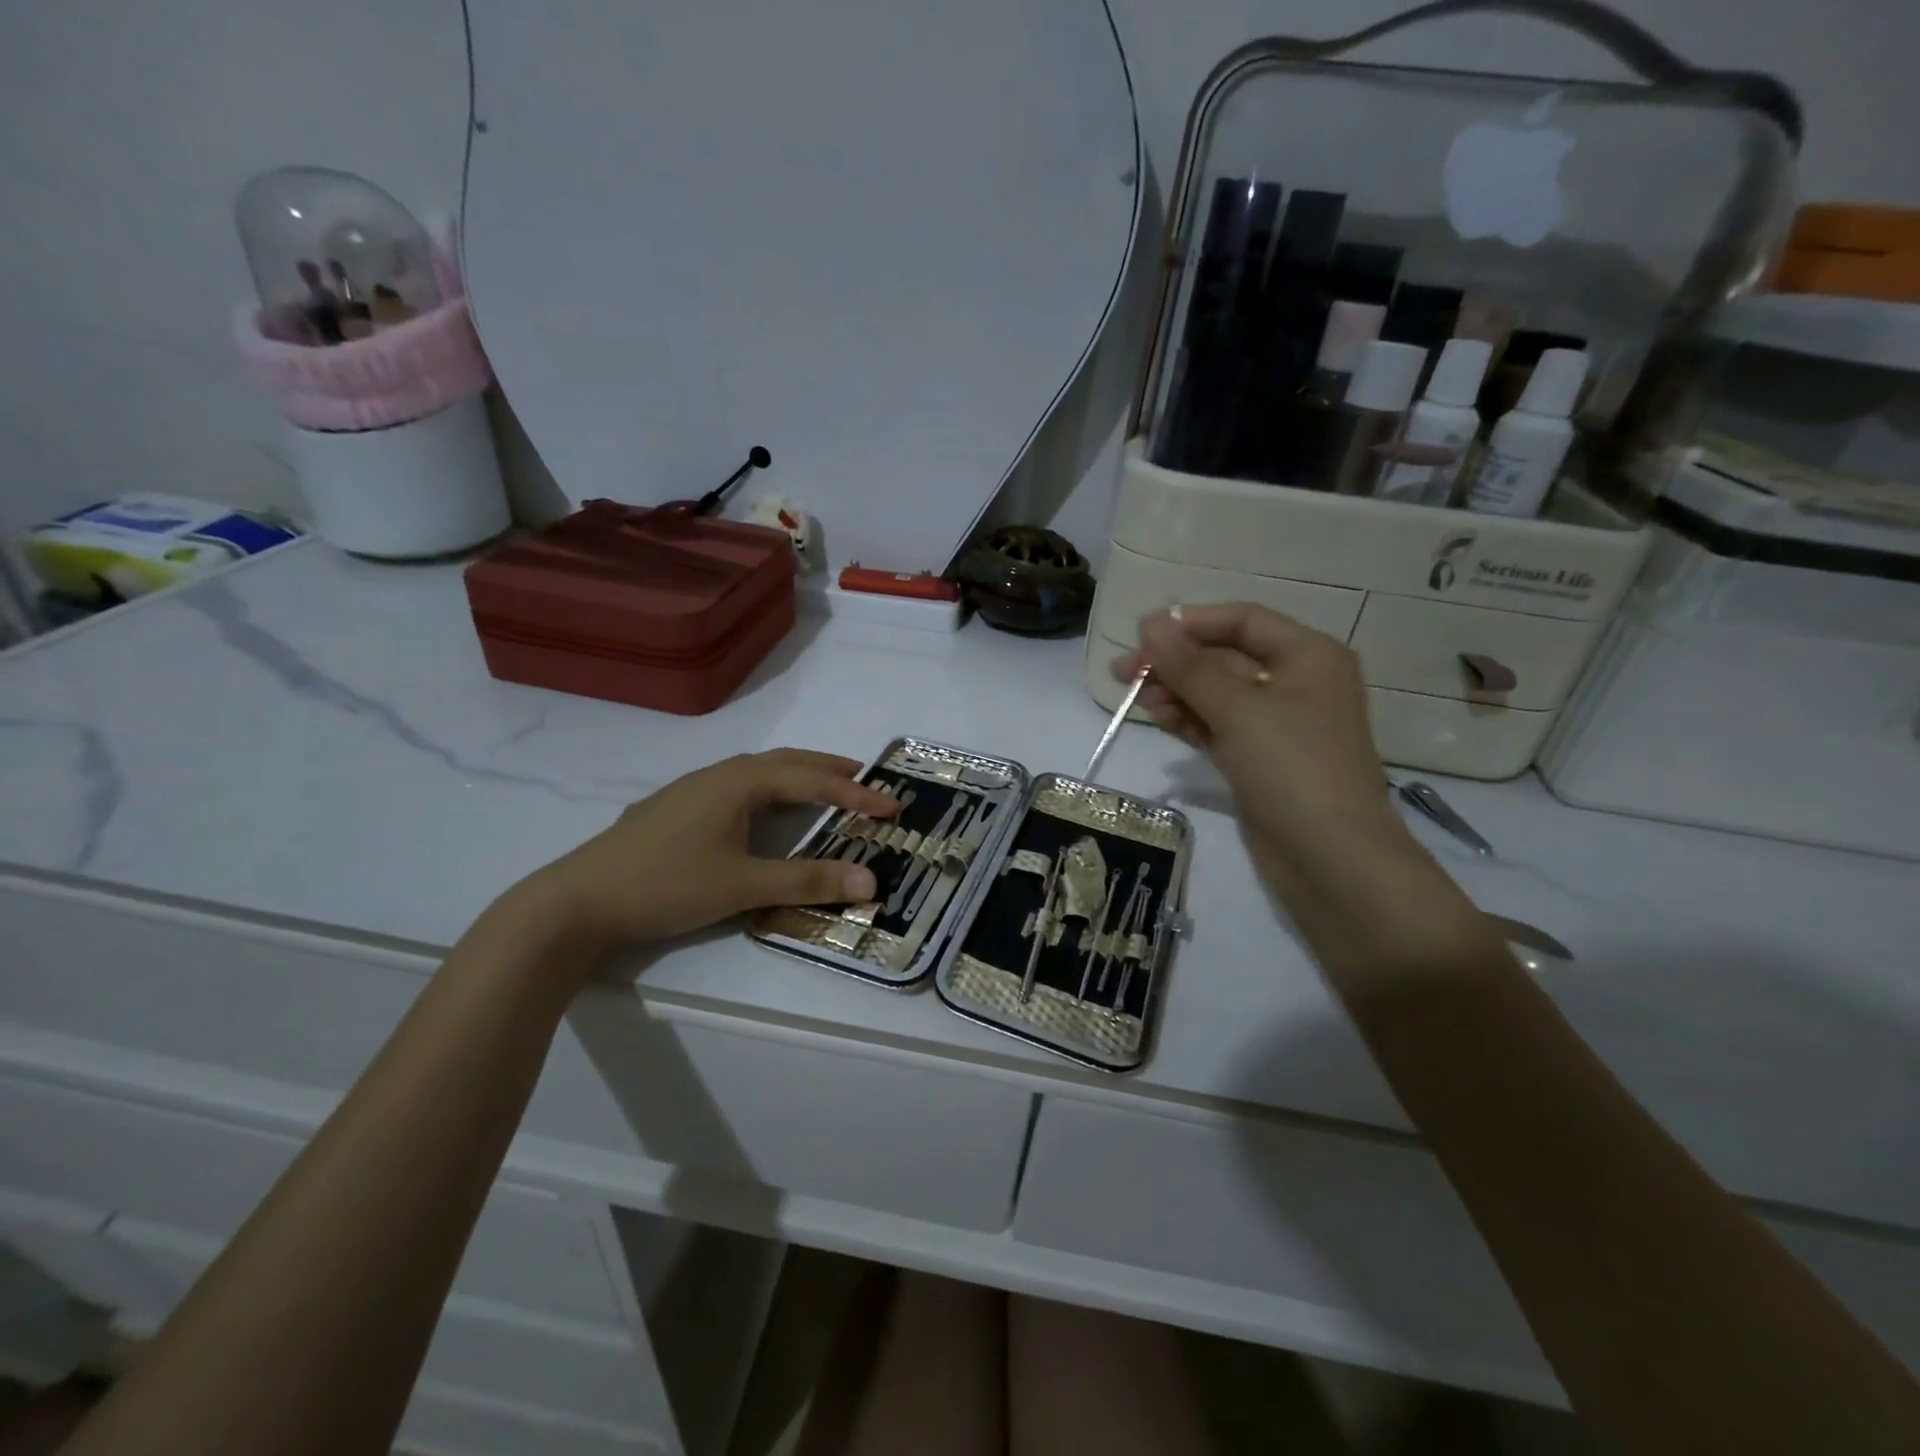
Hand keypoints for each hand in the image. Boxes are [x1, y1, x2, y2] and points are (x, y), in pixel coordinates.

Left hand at [514, 749, 898, 957]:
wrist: (577, 901)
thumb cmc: (665, 885)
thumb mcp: (742, 886)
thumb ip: (807, 881)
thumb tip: (871, 882)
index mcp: (739, 782)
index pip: (812, 780)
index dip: (856, 792)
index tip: (894, 804)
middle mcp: (718, 774)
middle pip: (786, 761)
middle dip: (830, 767)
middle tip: (867, 777)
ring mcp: (693, 789)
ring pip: (758, 771)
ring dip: (798, 775)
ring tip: (825, 787)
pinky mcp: (676, 808)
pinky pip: (738, 785)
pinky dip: (770, 788)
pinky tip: (764, 808)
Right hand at [1114, 604, 1400, 863]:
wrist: (1330, 859)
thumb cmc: (1292, 768)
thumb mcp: (1238, 709)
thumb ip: (1189, 666)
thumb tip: (1150, 622)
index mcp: (1308, 656)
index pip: (1243, 620)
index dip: (1192, 622)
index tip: (1142, 633)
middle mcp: (1296, 683)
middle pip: (1226, 657)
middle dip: (1176, 661)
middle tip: (1123, 671)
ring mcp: (1277, 724)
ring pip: (1217, 694)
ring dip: (1177, 691)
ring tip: (1136, 698)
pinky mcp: (1259, 759)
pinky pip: (1217, 726)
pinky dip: (1188, 719)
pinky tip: (1157, 716)